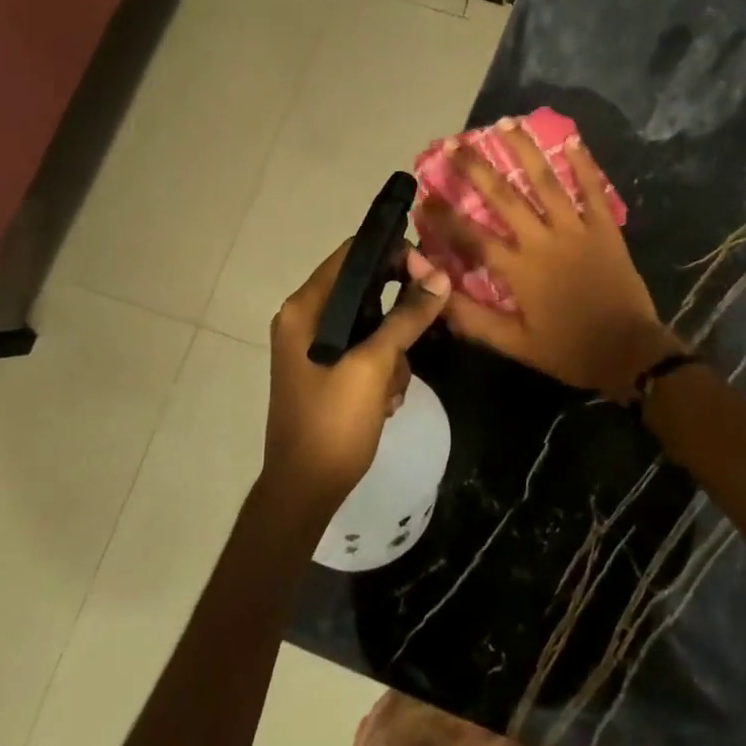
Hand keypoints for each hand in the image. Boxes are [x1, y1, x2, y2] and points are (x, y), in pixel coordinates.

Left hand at [265, 240, 449, 509]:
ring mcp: (315, 347)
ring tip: (392, 386)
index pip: (352, 255)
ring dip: (393, 351)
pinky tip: (385, 401)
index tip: (430, 272)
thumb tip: (440, 276)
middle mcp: (305, 319)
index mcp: (305, 309)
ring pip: (372, 324)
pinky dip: (383, 369)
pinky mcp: (327, 371)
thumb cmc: (333, 422)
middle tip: (426, 326)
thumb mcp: (374, 365)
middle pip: (365, 289)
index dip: (393, 254)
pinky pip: (366, 351)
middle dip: (398, 312)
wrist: (304, 490)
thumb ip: (407, 317)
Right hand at [422, 126, 683, 397]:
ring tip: (505, 124)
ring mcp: (577, 229)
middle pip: (504, 196)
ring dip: (524, 151)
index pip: (472, 236)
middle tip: (455, 144)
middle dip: (476, 168)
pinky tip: (571, 140)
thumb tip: (436, 296)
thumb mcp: (514, 344)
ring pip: (546, 182)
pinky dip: (583, 164)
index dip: (445, 217)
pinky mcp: (605, 228)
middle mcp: (543, 240)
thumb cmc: (569, 350)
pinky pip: (593, 190)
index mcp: (518, 269)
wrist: (629, 352)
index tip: (424, 199)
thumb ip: (473, 319)